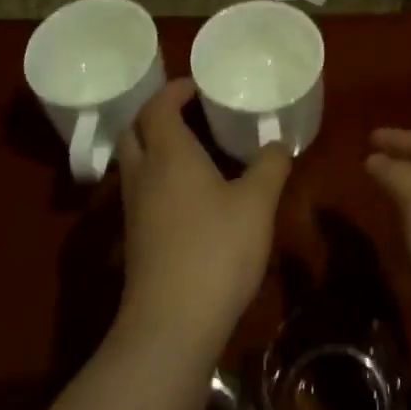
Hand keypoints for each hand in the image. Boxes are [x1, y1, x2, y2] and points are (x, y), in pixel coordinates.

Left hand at [116, 79, 290, 355]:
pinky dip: (157, 177)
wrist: (172, 324)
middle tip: (189, 112)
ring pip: (134, 162)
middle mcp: (143, 174)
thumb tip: (277, 143)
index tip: (198, 85)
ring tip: (192, 148)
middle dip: (157, 114)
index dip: (174, 90)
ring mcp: (133, 209)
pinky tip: (188, 193)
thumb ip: (270, 166)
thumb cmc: (216, 249)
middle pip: (134, 130)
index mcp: (169, 154)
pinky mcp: (135, 239)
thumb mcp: (257, 203)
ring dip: (154, 147)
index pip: (156, 106)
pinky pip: (139, 190)